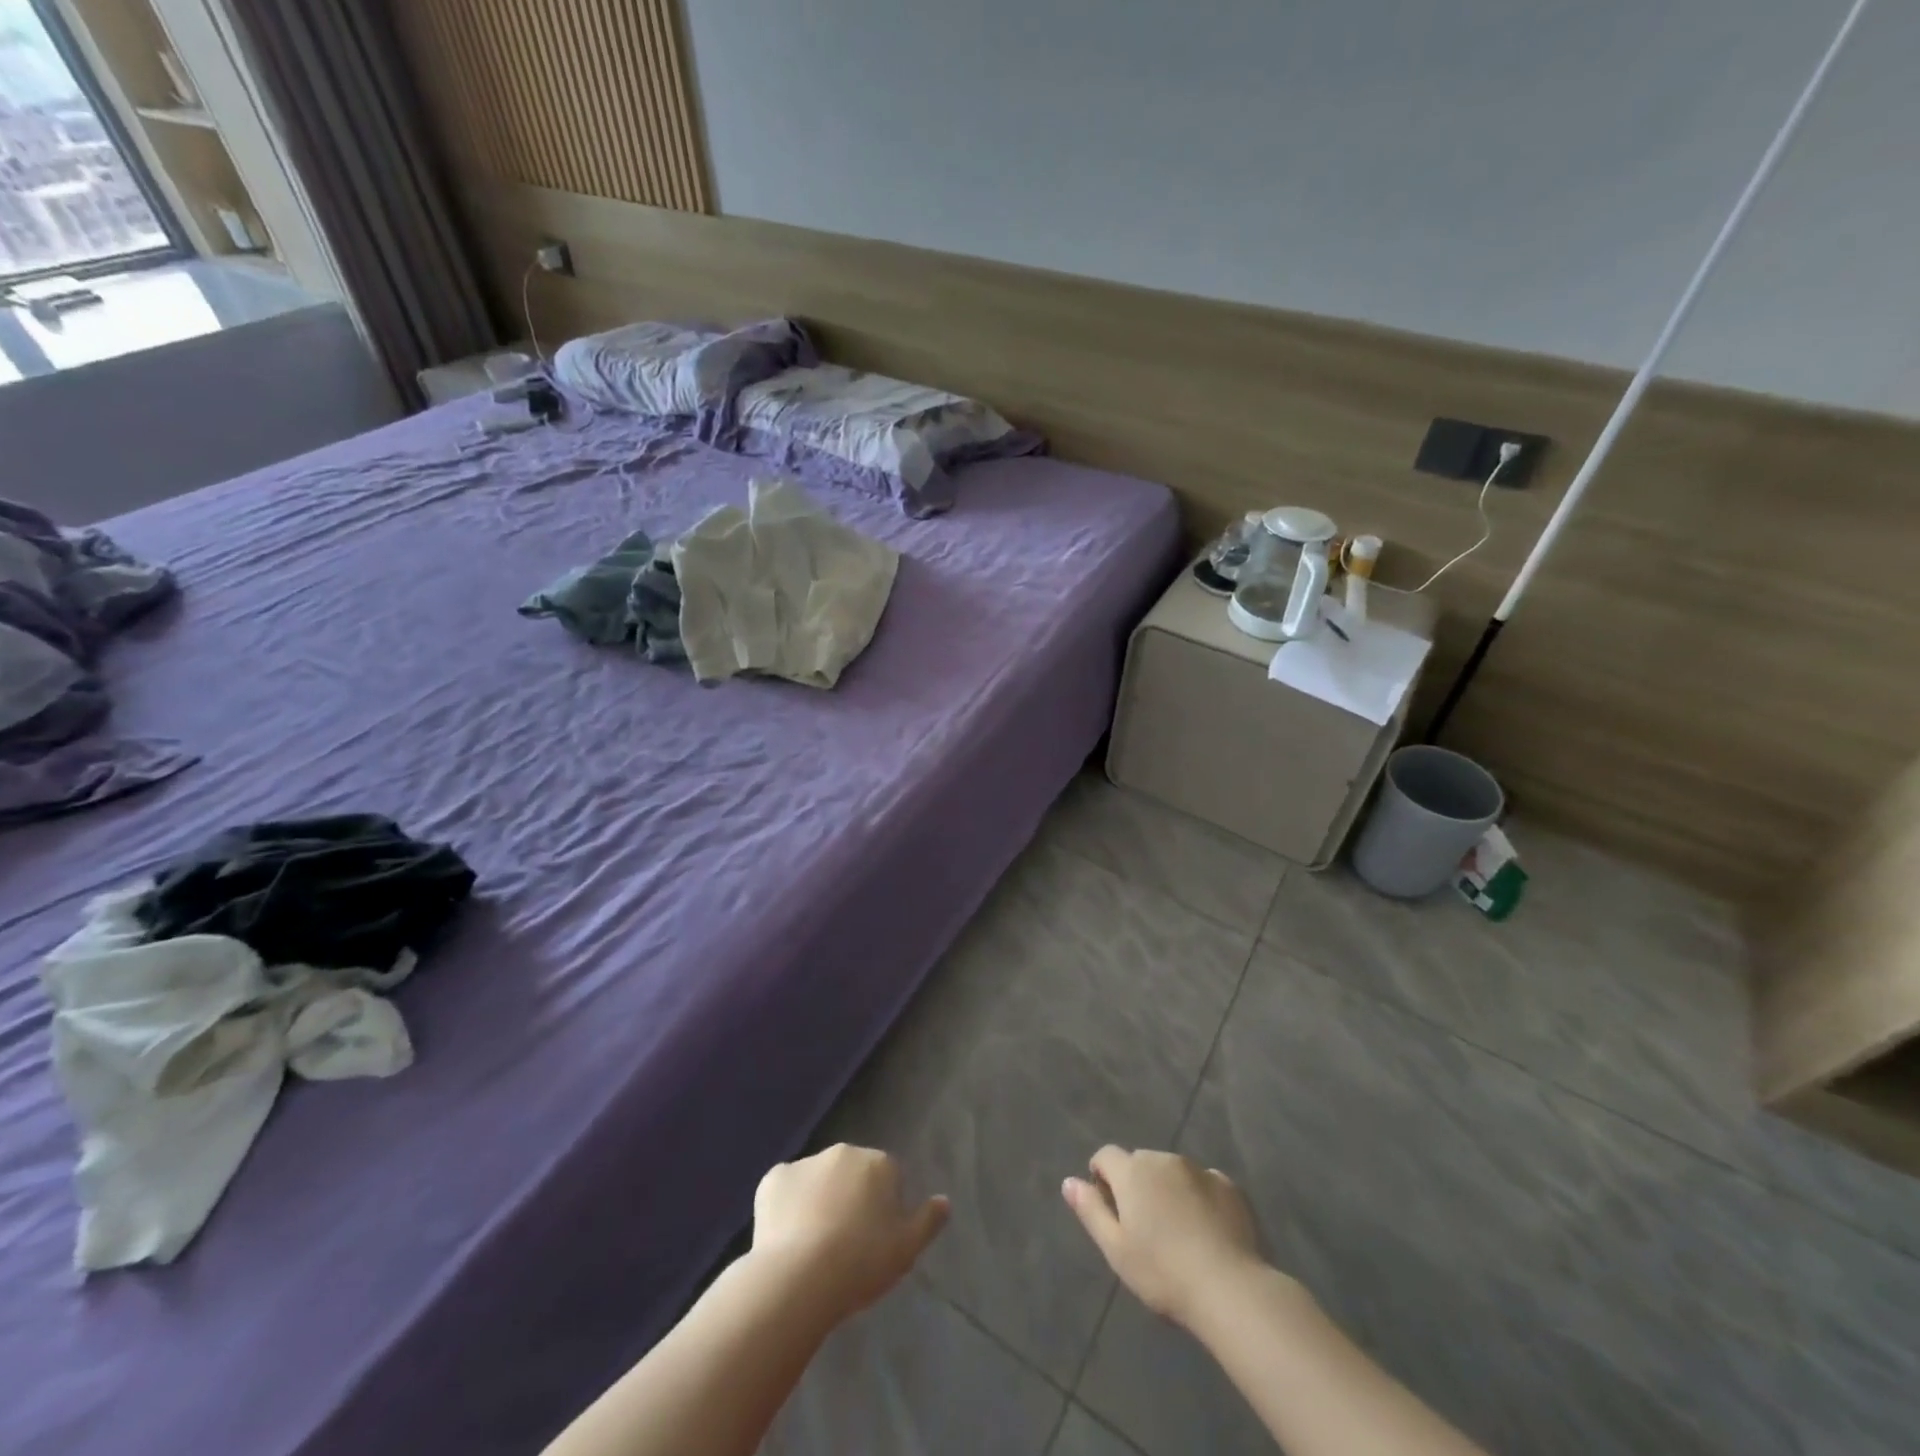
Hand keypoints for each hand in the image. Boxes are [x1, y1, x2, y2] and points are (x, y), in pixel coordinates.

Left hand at [752, 1144, 949, 1321]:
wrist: (799, 1276)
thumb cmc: (861, 1262)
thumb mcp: (907, 1249)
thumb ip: (928, 1221)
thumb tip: (944, 1200)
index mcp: (879, 1163)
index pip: (888, 1178)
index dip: (883, 1209)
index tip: (875, 1241)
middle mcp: (844, 1152)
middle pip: (852, 1174)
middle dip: (851, 1198)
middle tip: (845, 1244)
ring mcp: (806, 1162)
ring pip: (818, 1180)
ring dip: (819, 1200)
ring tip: (813, 1247)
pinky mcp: (774, 1179)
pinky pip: (785, 1190)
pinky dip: (787, 1207)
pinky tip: (786, 1239)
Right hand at [1063, 1146, 1267, 1327]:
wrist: (1230, 1288)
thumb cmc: (1163, 1272)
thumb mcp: (1116, 1249)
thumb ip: (1090, 1210)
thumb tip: (1069, 1182)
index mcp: (1132, 1171)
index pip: (1106, 1155)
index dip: (1102, 1175)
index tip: (1108, 1205)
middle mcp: (1164, 1159)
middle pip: (1141, 1162)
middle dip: (1137, 1184)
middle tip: (1144, 1226)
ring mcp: (1199, 1169)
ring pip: (1173, 1171)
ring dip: (1168, 1189)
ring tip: (1178, 1231)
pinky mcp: (1229, 1185)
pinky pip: (1205, 1183)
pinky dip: (1200, 1197)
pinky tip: (1208, 1230)